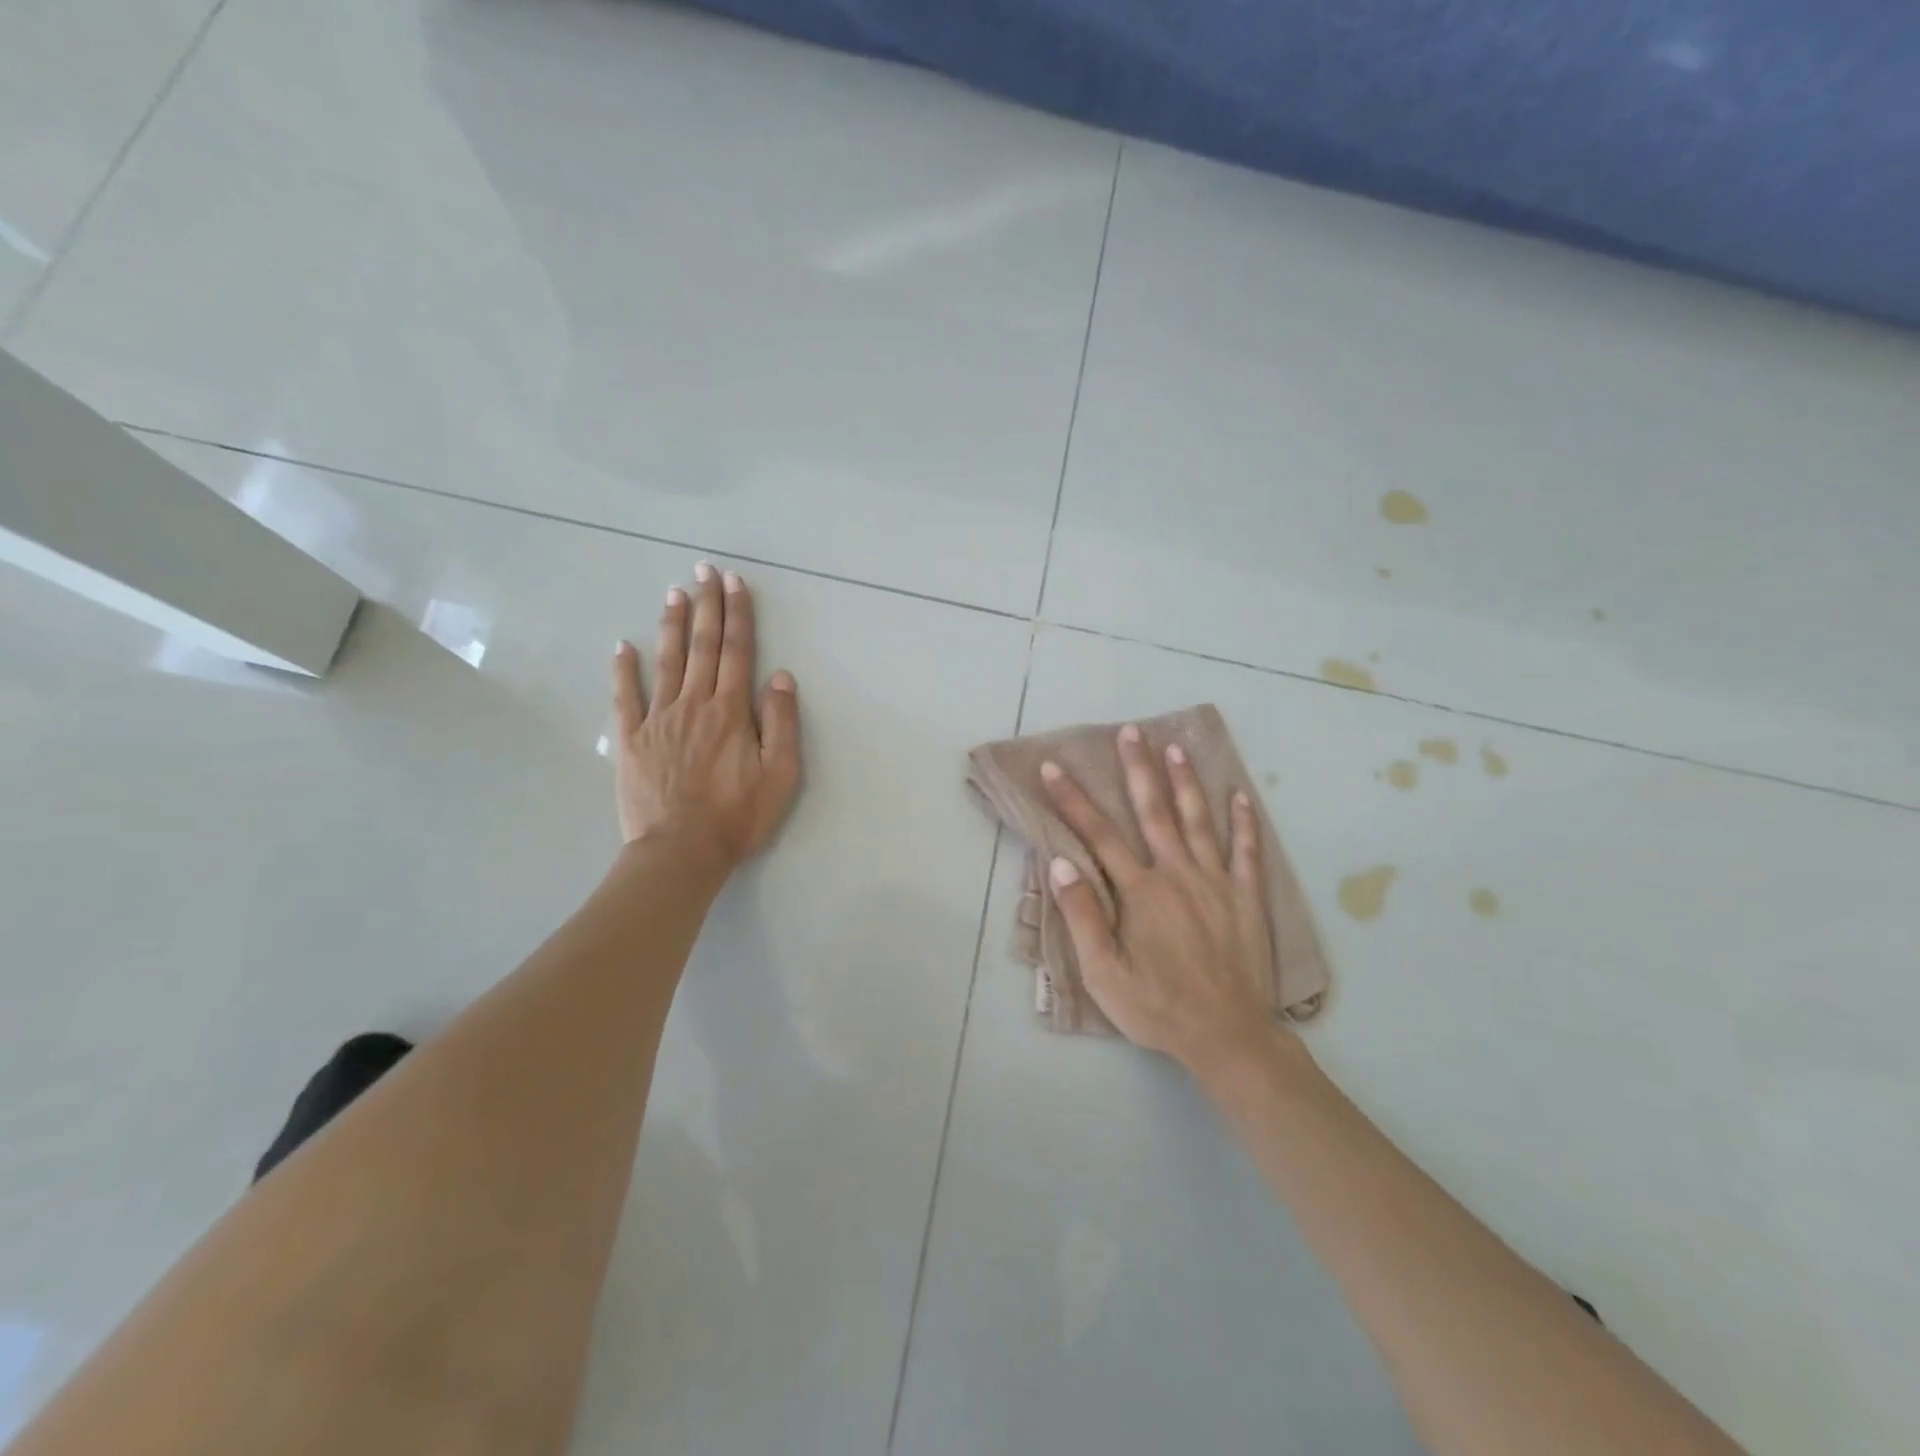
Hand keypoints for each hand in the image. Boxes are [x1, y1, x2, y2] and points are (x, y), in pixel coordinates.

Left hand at [612, 563, 800, 869]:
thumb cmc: (738, 816)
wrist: (681, 851)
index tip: (735, 583)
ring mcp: (658, 719)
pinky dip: (624, 670)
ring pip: (666, 661)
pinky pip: (625, 697)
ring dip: (671, 624)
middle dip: (706, 605)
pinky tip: (622, 646)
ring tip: (674, 591)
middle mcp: (694, 704)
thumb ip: (781, 722)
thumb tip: (779, 677)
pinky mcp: (632, 740)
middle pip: (702, 646)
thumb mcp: (781, 774)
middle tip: (704, 570)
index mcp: (730, 711)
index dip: (738, 615)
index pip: (737, 652)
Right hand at [1041, 725, 1277, 1071]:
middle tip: (1130, 731)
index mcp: (1140, 891)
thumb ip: (1082, 915)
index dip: (1073, 800)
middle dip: (1138, 768)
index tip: (1054, 768)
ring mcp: (1217, 882)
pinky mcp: (1246, 898)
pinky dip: (1243, 822)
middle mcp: (1177, 874)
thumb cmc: (1157, 1008)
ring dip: (1186, 781)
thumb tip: (1059, 863)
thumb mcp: (1104, 973)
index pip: (1099, 835)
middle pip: (1153, 811)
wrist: (1228, 1037)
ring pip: (1198, 820)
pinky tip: (1241, 796)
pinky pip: (1247, 851)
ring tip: (1176, 747)